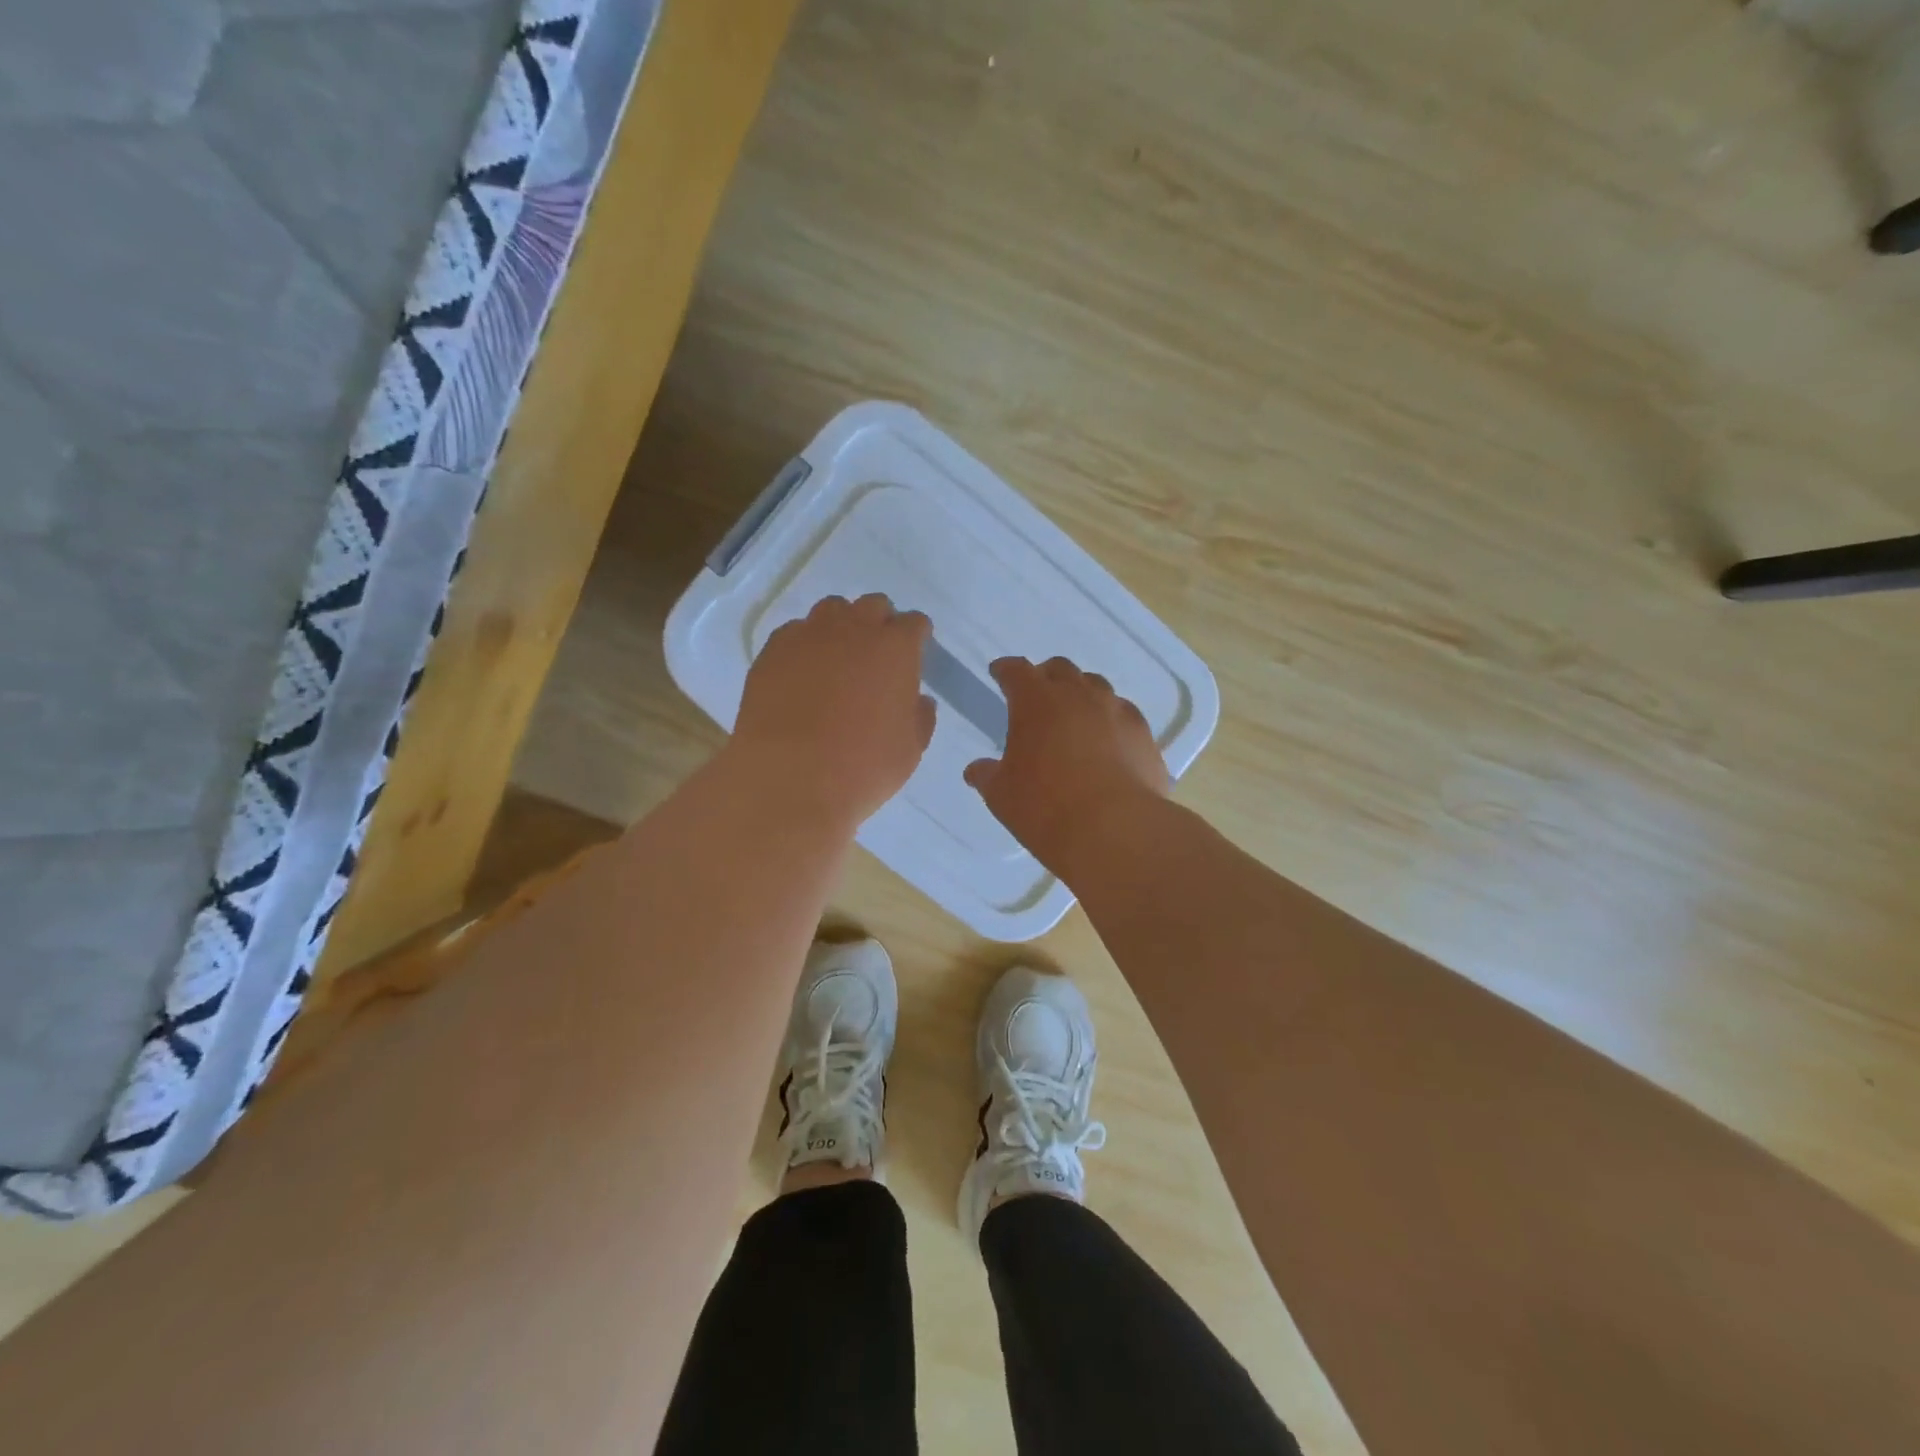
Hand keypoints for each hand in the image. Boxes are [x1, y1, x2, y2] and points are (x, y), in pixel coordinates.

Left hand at [731, 594, 935, 826]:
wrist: (789, 778)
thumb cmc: (862, 767)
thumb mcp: (910, 750)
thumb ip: (919, 717)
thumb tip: (917, 699)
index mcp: (896, 648)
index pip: (915, 623)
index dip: (916, 639)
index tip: (913, 657)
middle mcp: (854, 628)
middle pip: (874, 606)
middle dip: (880, 624)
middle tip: (876, 658)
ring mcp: (810, 635)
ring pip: (832, 610)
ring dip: (842, 626)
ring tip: (838, 659)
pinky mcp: (773, 650)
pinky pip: (795, 632)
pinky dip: (805, 644)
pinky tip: (802, 673)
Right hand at [964, 656, 1170, 876]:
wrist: (1115, 829)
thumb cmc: (1045, 807)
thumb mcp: (1002, 795)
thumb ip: (987, 775)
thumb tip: (976, 770)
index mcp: (1036, 701)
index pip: (1016, 670)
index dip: (1006, 670)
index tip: (1000, 673)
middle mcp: (1078, 694)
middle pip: (1060, 669)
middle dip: (1045, 677)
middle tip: (1037, 696)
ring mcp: (1115, 710)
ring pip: (1096, 686)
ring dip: (1081, 693)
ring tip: (1074, 716)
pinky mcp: (1143, 733)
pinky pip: (1123, 713)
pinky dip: (1109, 719)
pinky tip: (1108, 740)